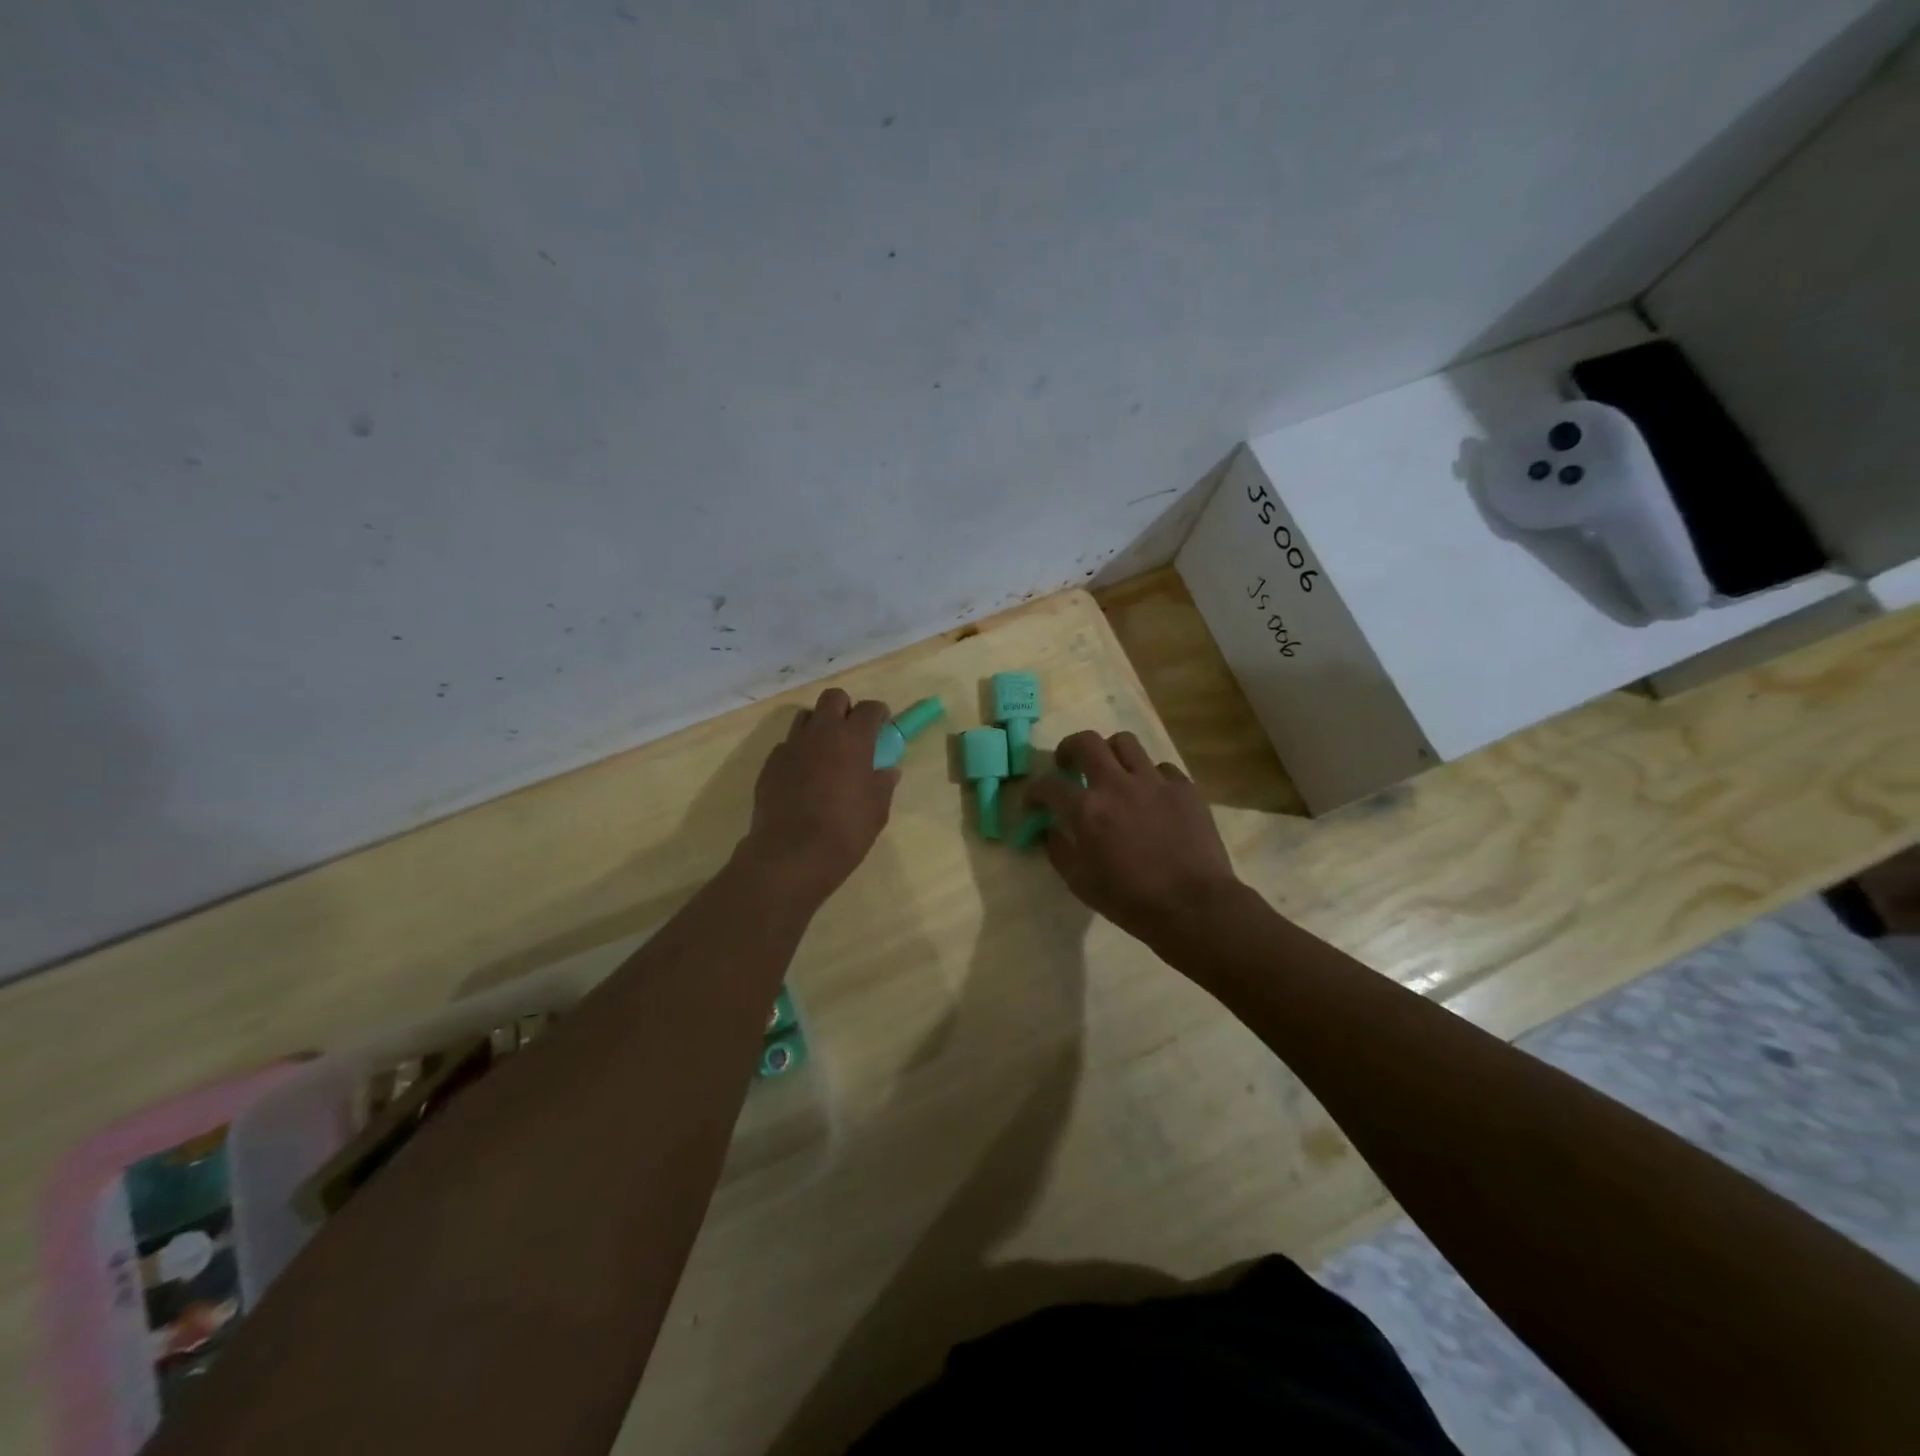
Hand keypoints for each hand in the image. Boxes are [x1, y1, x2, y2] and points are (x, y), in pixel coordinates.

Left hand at [739, 688, 899, 904]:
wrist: (791, 855)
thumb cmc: (845, 832)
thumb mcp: (877, 811)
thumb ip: (883, 784)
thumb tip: (888, 770)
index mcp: (852, 740)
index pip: (869, 708)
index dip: (879, 713)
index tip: (882, 725)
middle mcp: (820, 733)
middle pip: (833, 698)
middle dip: (845, 708)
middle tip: (852, 732)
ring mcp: (791, 746)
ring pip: (806, 717)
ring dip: (819, 725)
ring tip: (827, 751)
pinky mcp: (770, 764)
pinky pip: (787, 745)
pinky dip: (799, 752)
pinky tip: (804, 776)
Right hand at [1024, 730, 1242, 947]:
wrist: (1194, 907)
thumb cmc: (1131, 901)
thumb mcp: (1080, 883)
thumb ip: (1058, 850)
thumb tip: (1049, 830)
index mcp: (1087, 810)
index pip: (1048, 785)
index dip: (1034, 791)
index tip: (1034, 801)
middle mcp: (1117, 784)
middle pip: (1086, 742)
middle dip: (1069, 749)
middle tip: (1068, 766)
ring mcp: (1154, 781)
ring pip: (1125, 743)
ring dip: (1110, 753)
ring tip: (1111, 771)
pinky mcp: (1184, 787)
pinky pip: (1161, 767)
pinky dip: (1149, 776)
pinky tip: (1151, 795)